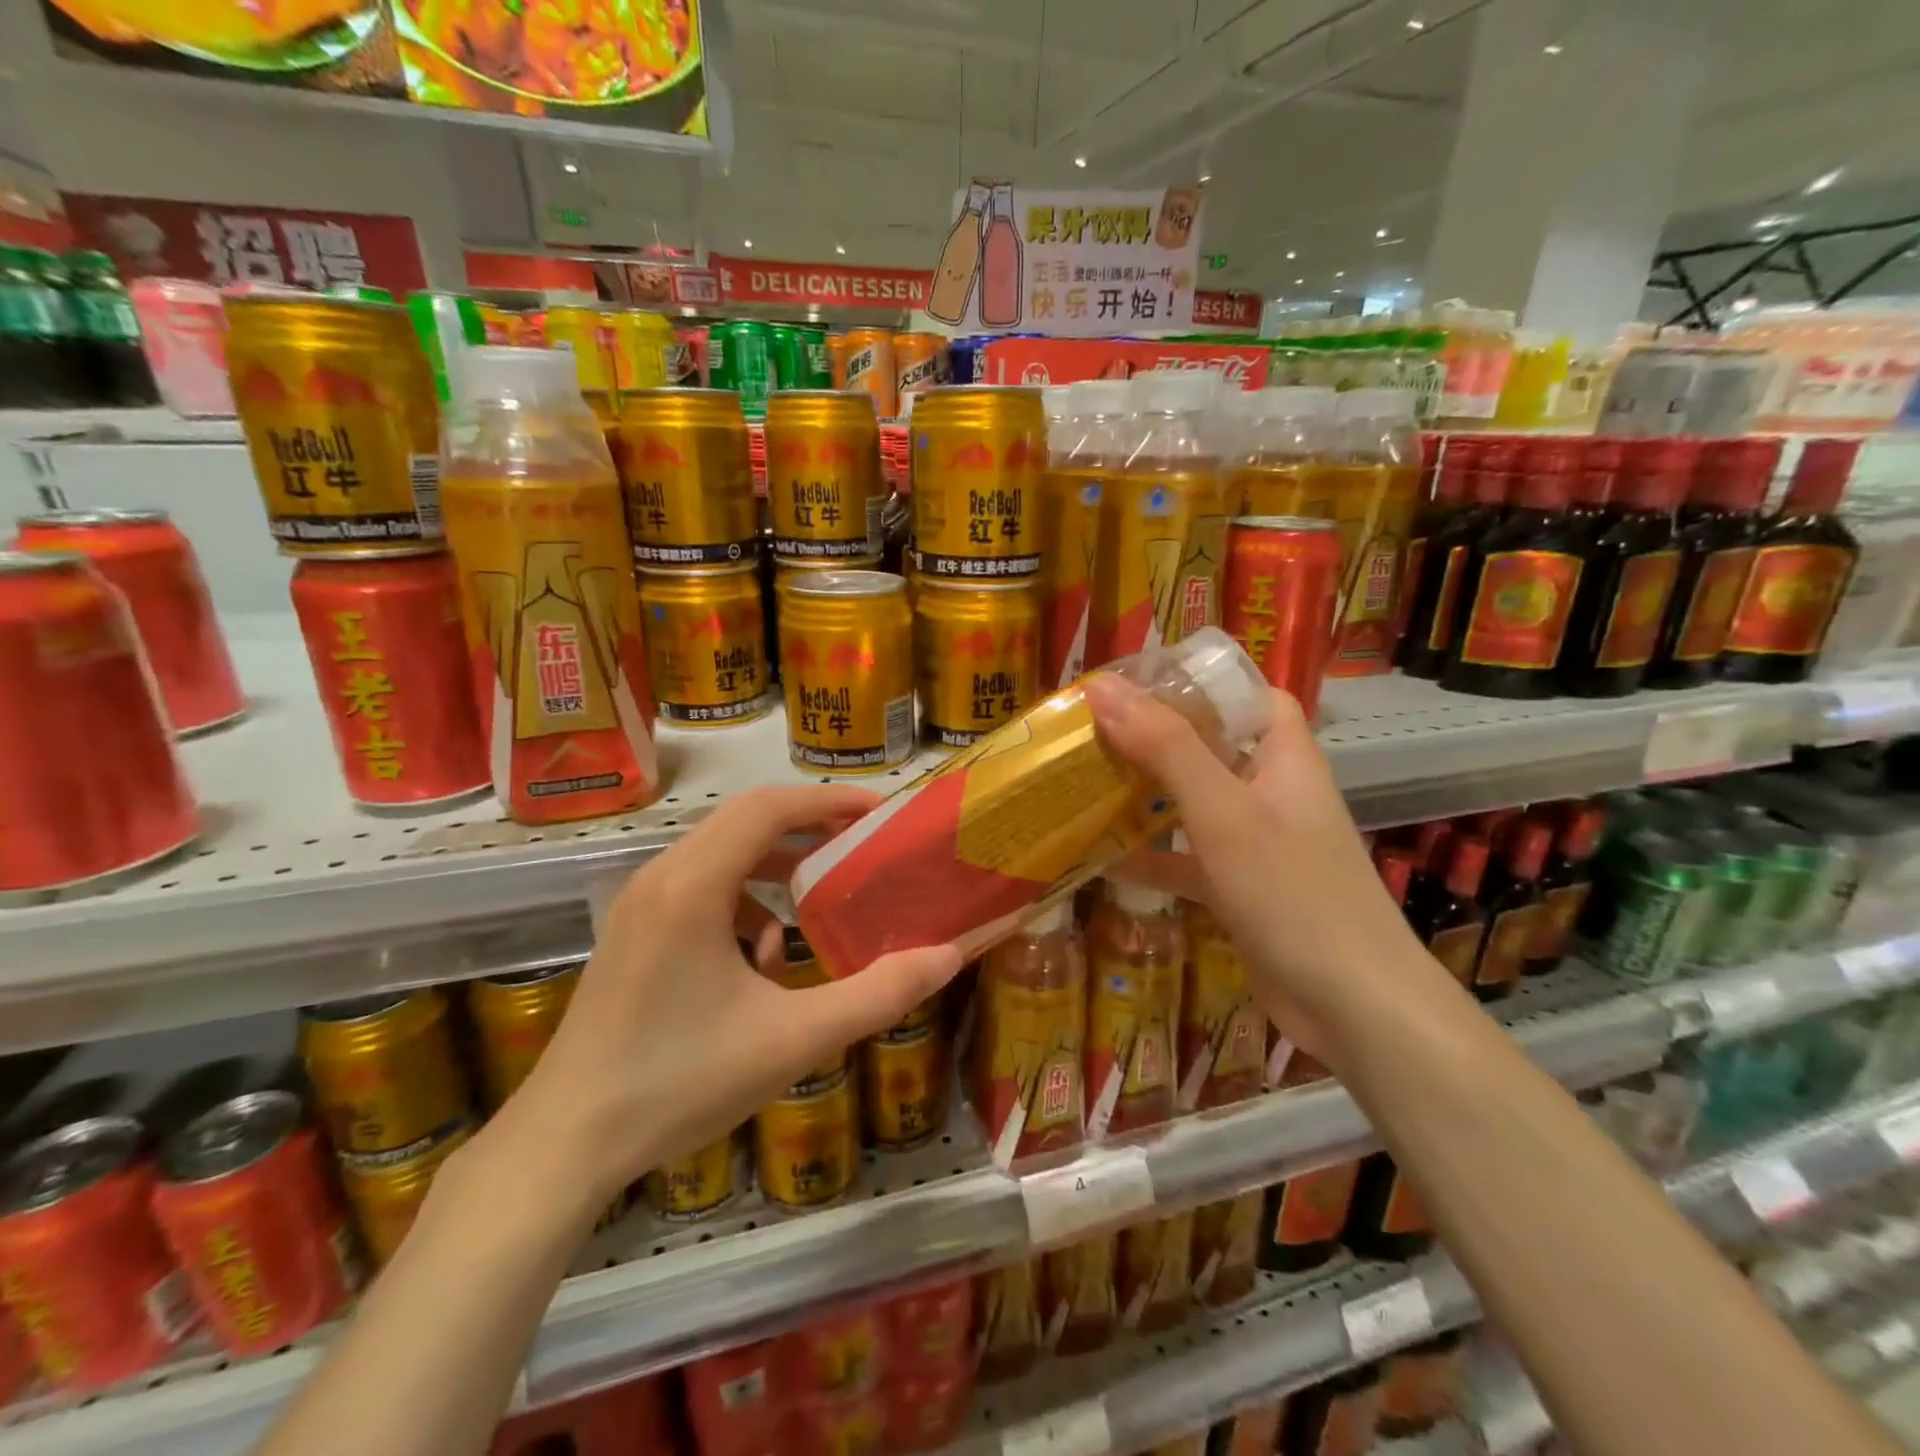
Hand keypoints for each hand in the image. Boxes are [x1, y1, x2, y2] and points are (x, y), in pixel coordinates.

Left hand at [490, 786, 964, 1214]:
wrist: (564, 1145)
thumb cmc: (680, 1083)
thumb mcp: (794, 1039)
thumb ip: (877, 993)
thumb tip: (948, 956)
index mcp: (693, 885)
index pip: (769, 807)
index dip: (829, 801)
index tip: (879, 813)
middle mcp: (660, 877)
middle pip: (745, 821)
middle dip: (808, 828)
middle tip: (861, 847)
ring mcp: (638, 905)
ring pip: (721, 855)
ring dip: (775, 869)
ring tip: (815, 909)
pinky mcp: (632, 933)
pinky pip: (698, 889)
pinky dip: (742, 904)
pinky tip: (759, 963)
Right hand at [1084, 674, 1443, 1069]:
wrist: (1353, 1007)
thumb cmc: (1293, 892)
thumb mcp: (1223, 811)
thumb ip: (1165, 747)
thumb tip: (1102, 689)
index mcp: (1284, 757)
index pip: (1249, 696)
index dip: (1200, 683)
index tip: (1136, 683)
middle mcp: (1272, 792)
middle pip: (1212, 747)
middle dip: (1155, 738)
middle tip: (1091, 731)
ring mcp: (1257, 844)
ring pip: (1195, 804)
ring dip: (1147, 797)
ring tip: (1087, 782)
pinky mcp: (1241, 890)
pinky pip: (1188, 860)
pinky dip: (1152, 858)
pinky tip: (1102, 860)